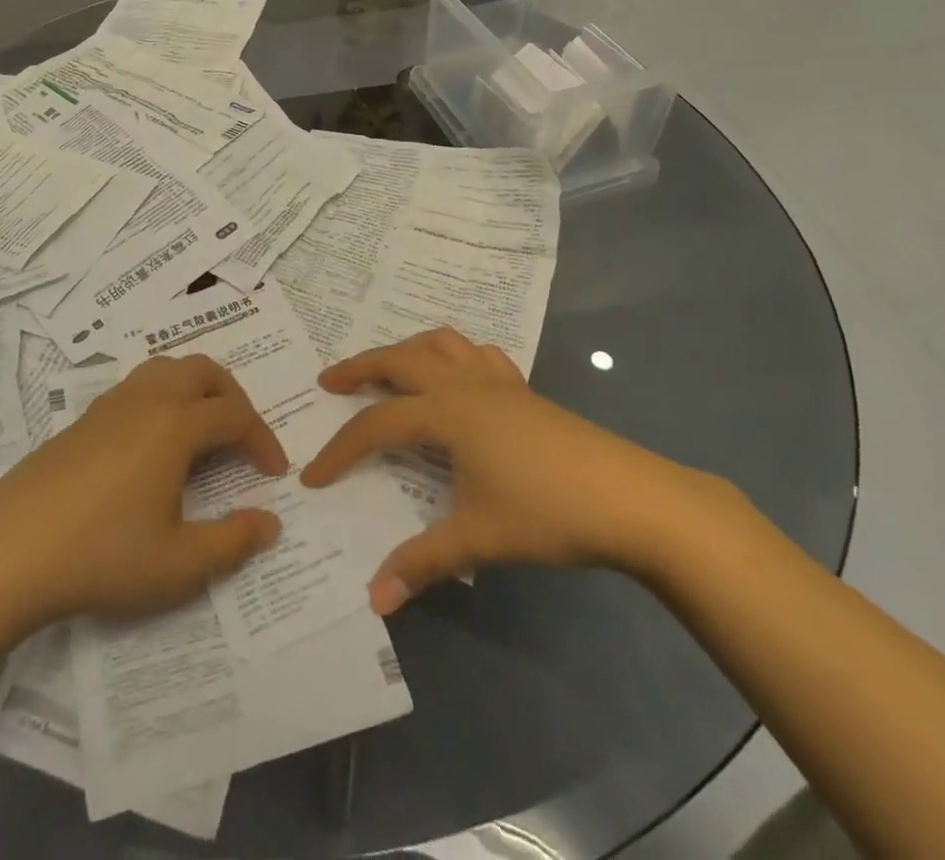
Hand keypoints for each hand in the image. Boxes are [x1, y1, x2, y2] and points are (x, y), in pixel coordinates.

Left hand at [0, 354, 287, 631]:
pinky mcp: (81, 420)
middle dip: (233, 398)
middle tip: (242, 439)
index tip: (274, 474)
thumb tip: (270, 521)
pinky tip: (152, 447)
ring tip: (202, 432)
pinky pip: (136, 388)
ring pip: (166, 369)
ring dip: (196, 390)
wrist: (6, 552)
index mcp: (174, 425)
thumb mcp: (177, 565)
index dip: (262, 440)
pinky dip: (162, 400)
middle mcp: (146, 401)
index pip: (235, 415)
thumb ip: (232, 542)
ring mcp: (109, 406)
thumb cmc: (100, 556)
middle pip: (203, 371)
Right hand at [300, 328, 716, 613]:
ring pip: (439, 343)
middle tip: (329, 381)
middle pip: (399, 360)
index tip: (313, 476)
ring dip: (406, 349)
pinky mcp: (523, 389)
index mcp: (446, 413)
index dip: (340, 450)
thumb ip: (421, 563)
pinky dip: (455, 354)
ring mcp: (497, 381)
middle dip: (359, 367)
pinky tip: (457, 377)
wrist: (631, 499)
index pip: (377, 426)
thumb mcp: (479, 540)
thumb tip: (374, 601)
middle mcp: (464, 385)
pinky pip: (478, 354)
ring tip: (388, 368)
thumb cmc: (548, 512)